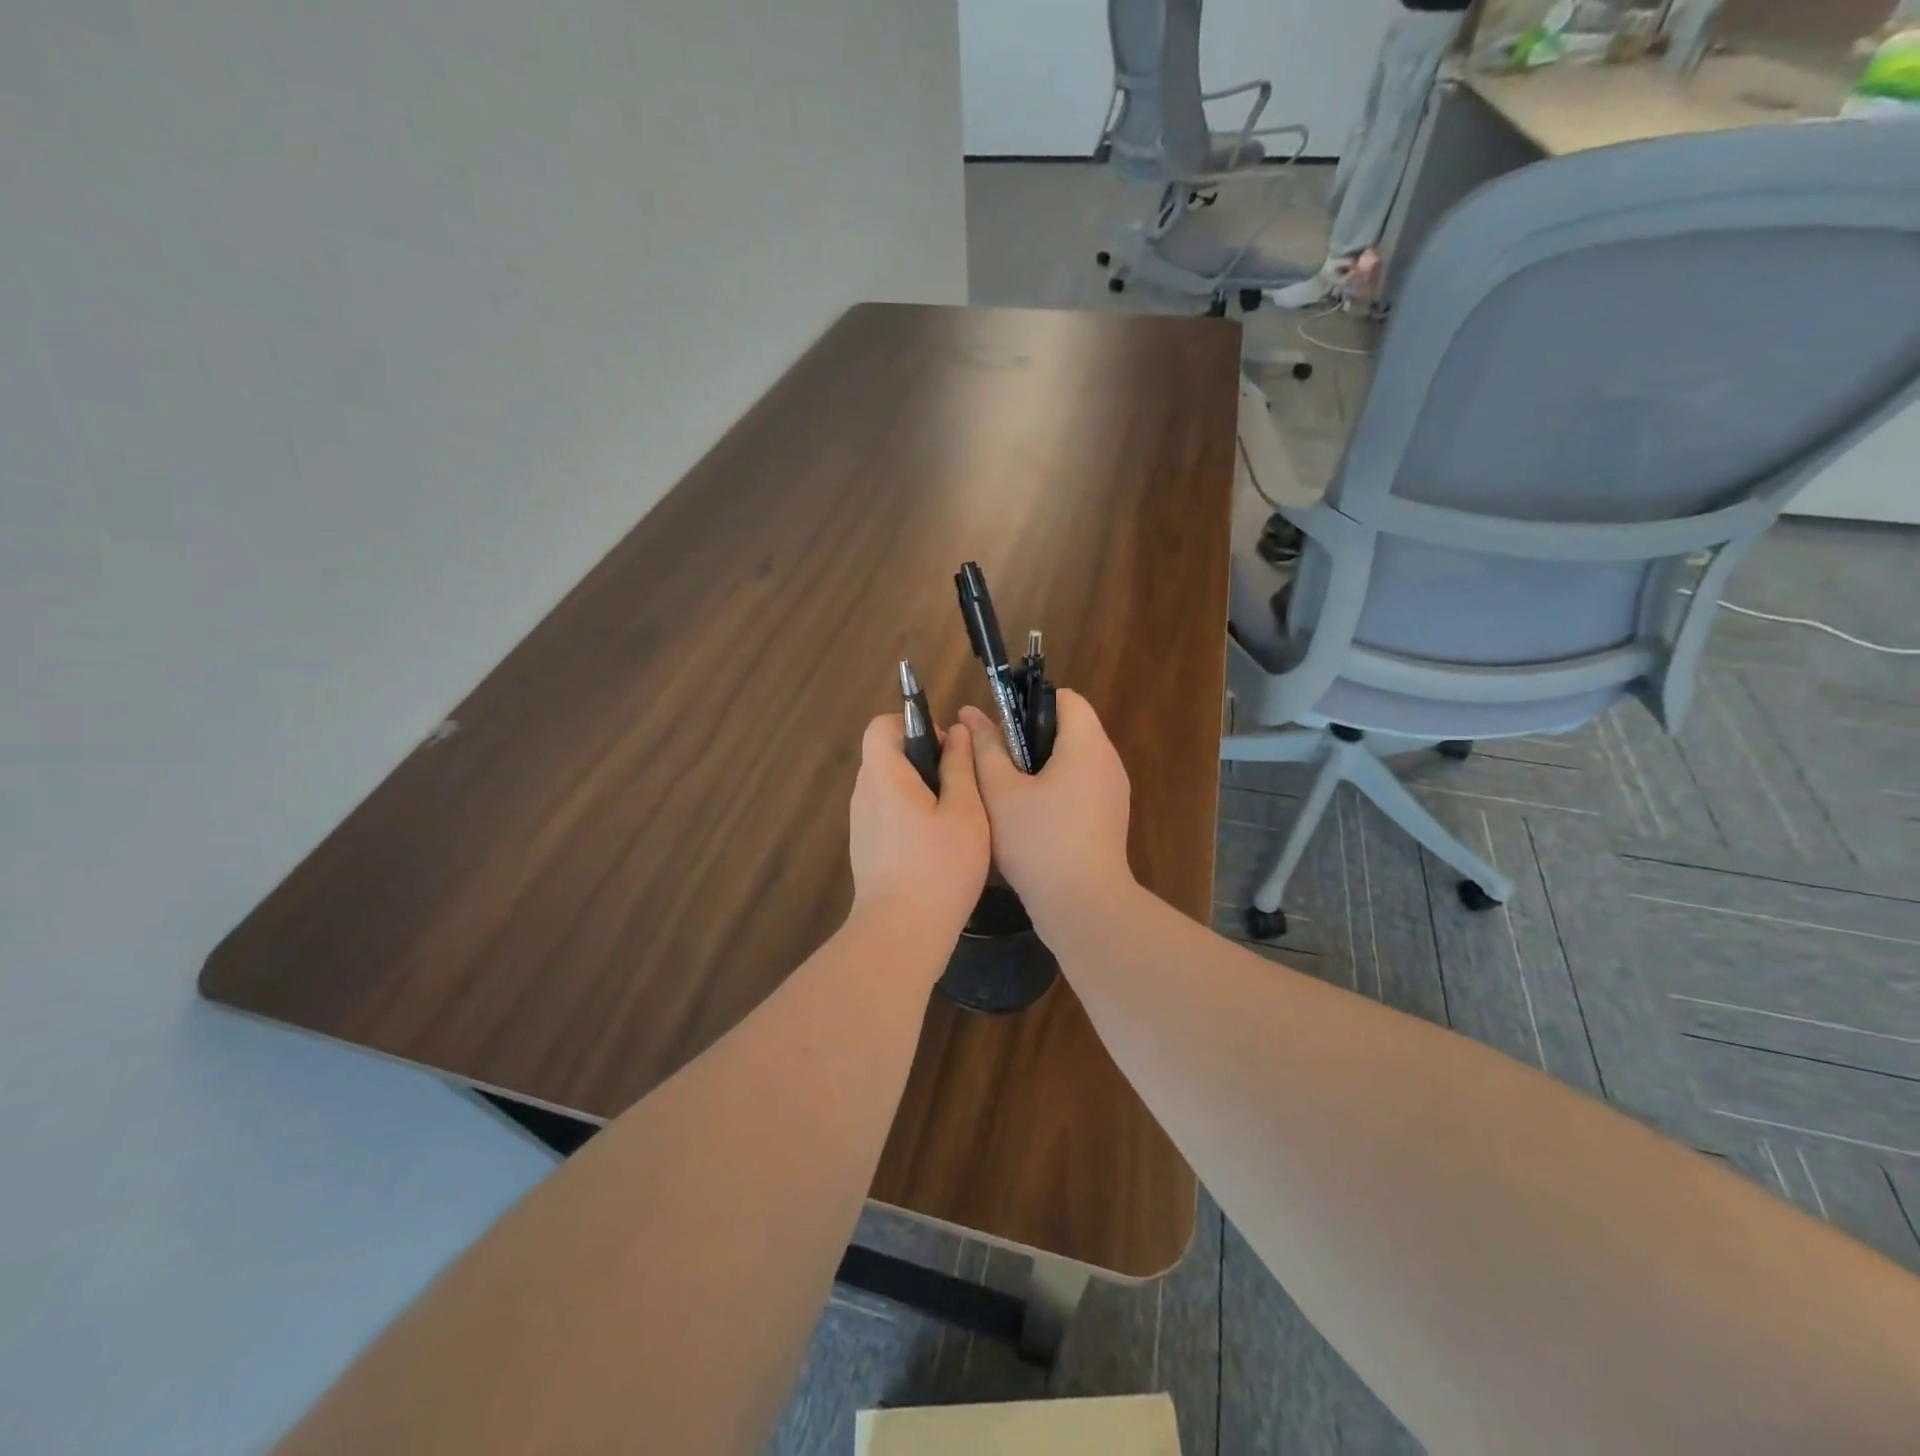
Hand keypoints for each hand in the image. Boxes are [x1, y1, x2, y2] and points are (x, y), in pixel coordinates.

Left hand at [848, 716, 990, 941]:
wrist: (902, 932)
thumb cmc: (939, 866)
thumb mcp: (965, 811)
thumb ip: (959, 766)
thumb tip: (957, 732)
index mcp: (884, 775)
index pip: (883, 726)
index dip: (914, 725)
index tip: (946, 750)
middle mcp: (864, 793)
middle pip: (887, 755)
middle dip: (924, 760)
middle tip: (961, 787)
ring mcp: (861, 823)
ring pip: (890, 787)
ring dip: (921, 790)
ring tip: (955, 818)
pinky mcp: (866, 848)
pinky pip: (888, 814)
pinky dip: (911, 815)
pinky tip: (938, 845)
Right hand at [959, 691, 1134, 934]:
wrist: (1083, 905)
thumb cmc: (1038, 841)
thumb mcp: (1000, 792)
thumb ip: (985, 748)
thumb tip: (971, 714)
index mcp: (1086, 744)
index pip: (1065, 698)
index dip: (1029, 703)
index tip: (1000, 728)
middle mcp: (1108, 760)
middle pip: (1070, 728)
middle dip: (1030, 736)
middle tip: (995, 761)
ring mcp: (1113, 791)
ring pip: (1074, 760)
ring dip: (1041, 765)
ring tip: (1006, 790)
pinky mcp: (1110, 818)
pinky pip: (1081, 786)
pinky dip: (1056, 788)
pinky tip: (1029, 817)